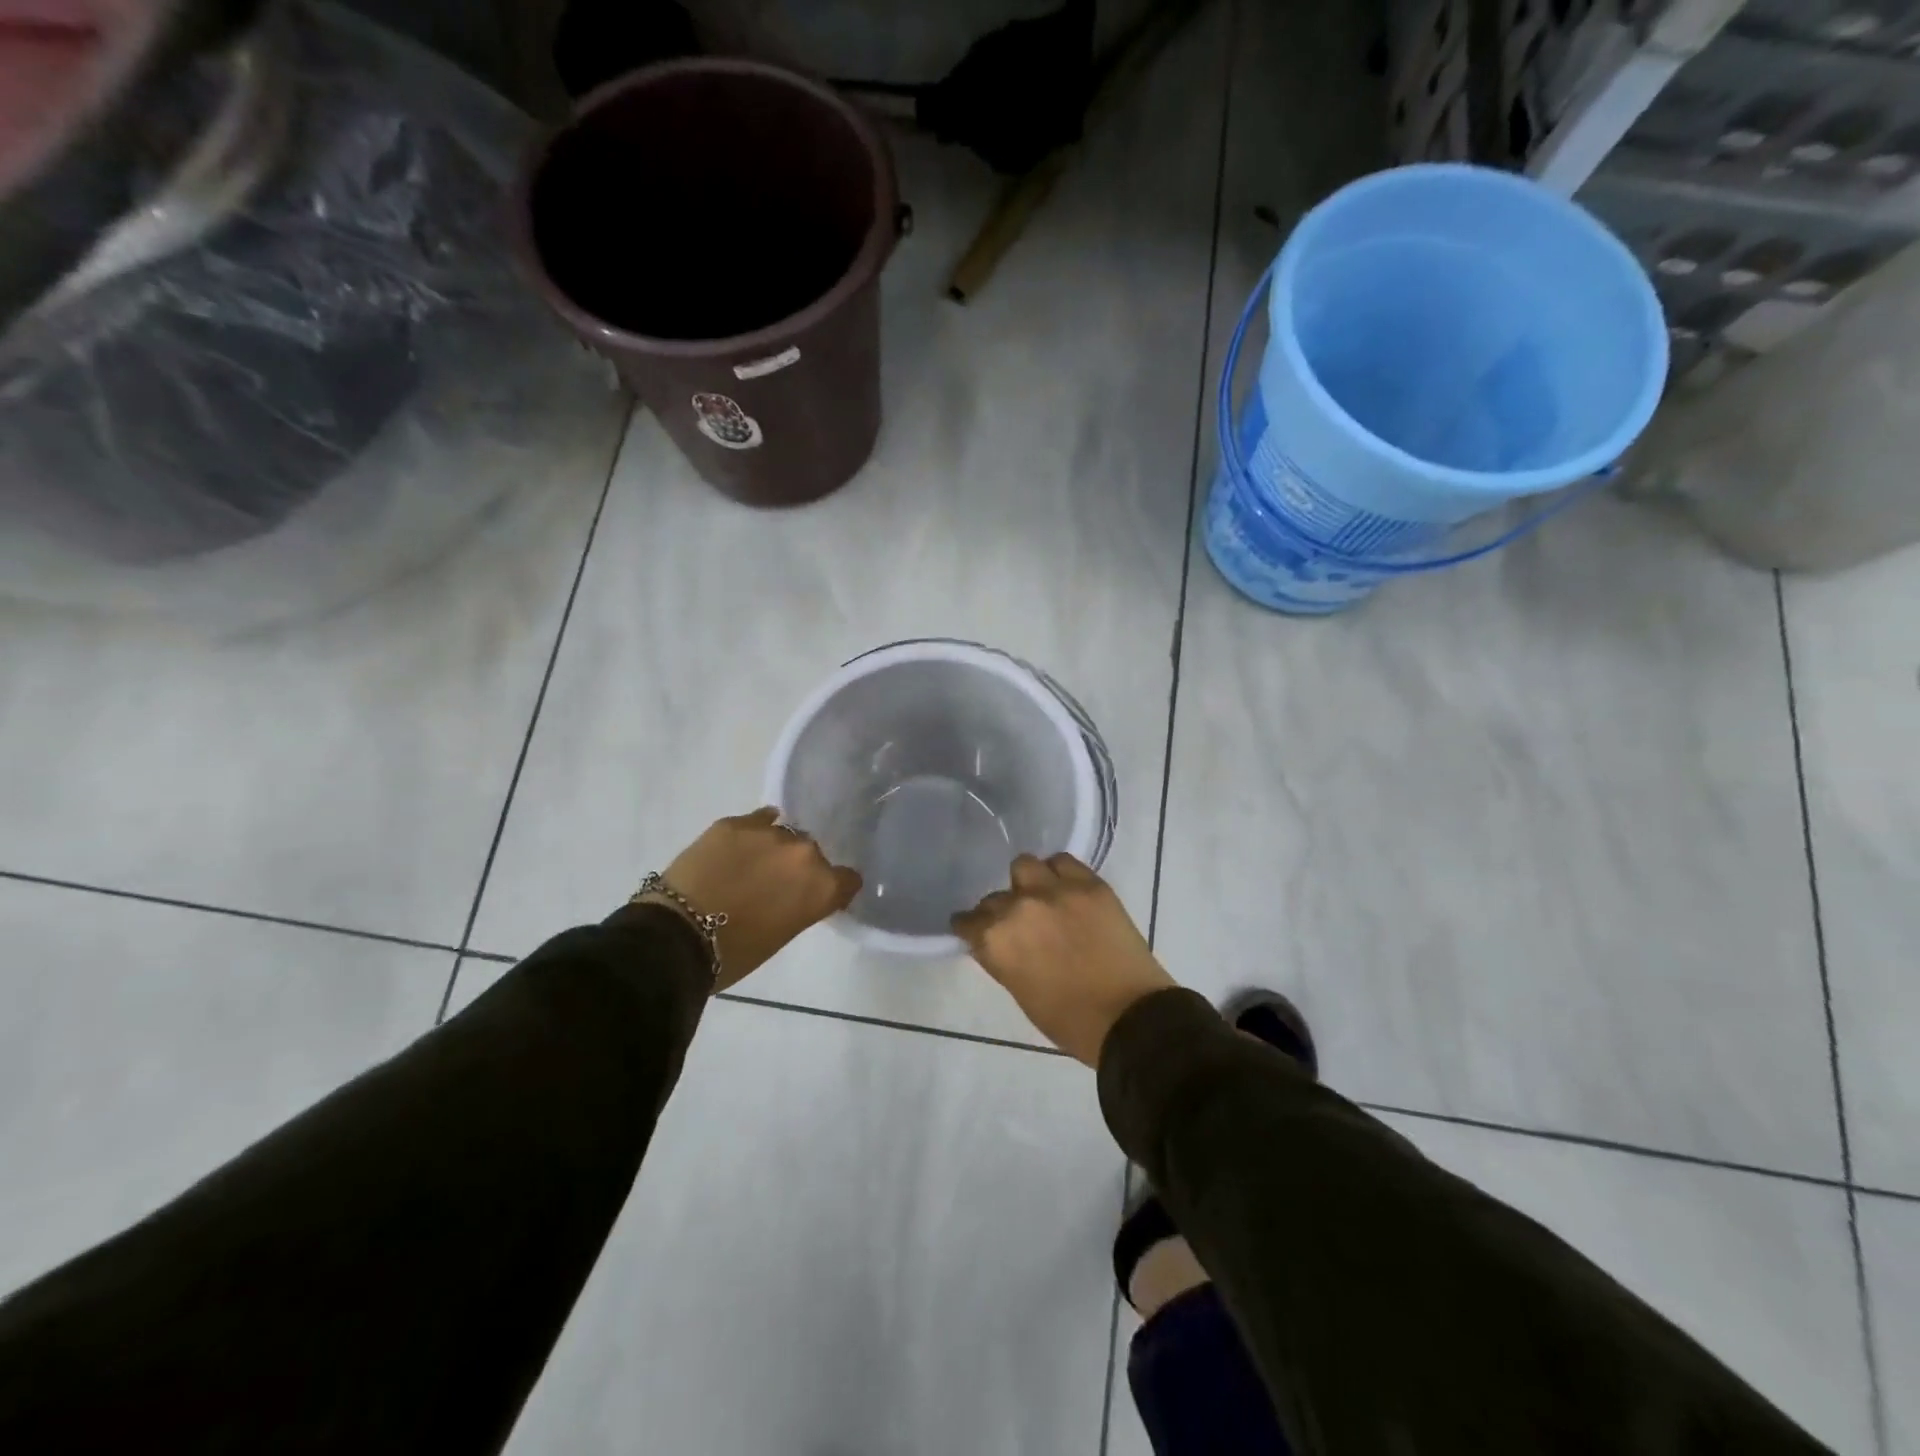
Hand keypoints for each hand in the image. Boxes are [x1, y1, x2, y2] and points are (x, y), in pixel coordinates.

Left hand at [651, 808, 860, 992]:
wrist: (677, 935)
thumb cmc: (735, 952)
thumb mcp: (782, 934)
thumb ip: (800, 905)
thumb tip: (794, 893)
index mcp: (821, 886)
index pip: (848, 879)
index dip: (835, 888)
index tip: (819, 897)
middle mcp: (804, 852)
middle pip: (814, 854)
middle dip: (799, 867)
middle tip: (776, 885)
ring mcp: (769, 832)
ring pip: (785, 834)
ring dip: (775, 849)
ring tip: (752, 865)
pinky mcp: (735, 822)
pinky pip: (758, 820)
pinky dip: (753, 833)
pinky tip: (740, 846)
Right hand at [952, 853, 1174, 1066]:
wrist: (1130, 1017)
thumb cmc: (1069, 1020)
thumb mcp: (1020, 992)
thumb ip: (1002, 958)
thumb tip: (999, 942)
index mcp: (995, 940)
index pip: (967, 921)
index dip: (972, 928)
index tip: (978, 932)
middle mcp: (1018, 906)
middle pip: (995, 896)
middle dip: (1002, 910)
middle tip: (1019, 924)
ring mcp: (1055, 890)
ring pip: (1025, 865)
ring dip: (1027, 882)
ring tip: (1041, 897)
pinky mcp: (1089, 883)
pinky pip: (1063, 862)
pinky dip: (1059, 873)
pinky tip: (1066, 889)